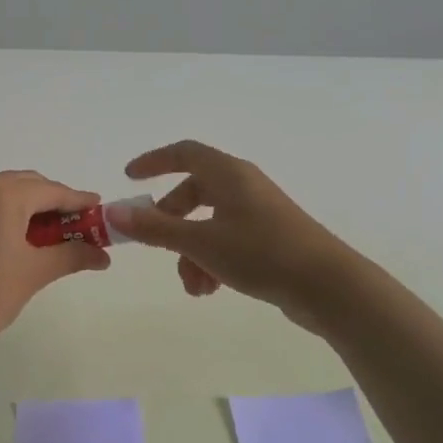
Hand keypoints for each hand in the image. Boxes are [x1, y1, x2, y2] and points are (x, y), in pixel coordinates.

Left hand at [0, 171, 110, 356]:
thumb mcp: (35, 272)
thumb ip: (73, 255)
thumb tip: (104, 256)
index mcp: (2, 193)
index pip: (51, 191)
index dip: (78, 201)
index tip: (100, 209)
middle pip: (28, 186)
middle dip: (54, 204)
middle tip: (79, 227)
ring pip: (6, 192)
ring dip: (31, 208)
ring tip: (53, 235)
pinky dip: (7, 213)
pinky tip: (20, 236)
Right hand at [107, 140, 358, 331]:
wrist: (328, 286)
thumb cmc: (261, 253)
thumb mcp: (200, 242)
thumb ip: (155, 228)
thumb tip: (114, 212)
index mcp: (228, 174)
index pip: (184, 153)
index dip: (154, 161)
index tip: (130, 178)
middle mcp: (243, 186)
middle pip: (193, 192)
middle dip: (170, 222)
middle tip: (154, 244)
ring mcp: (259, 212)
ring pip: (208, 223)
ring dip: (190, 252)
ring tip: (193, 286)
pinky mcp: (270, 238)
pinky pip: (227, 240)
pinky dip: (211, 260)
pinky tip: (210, 290)